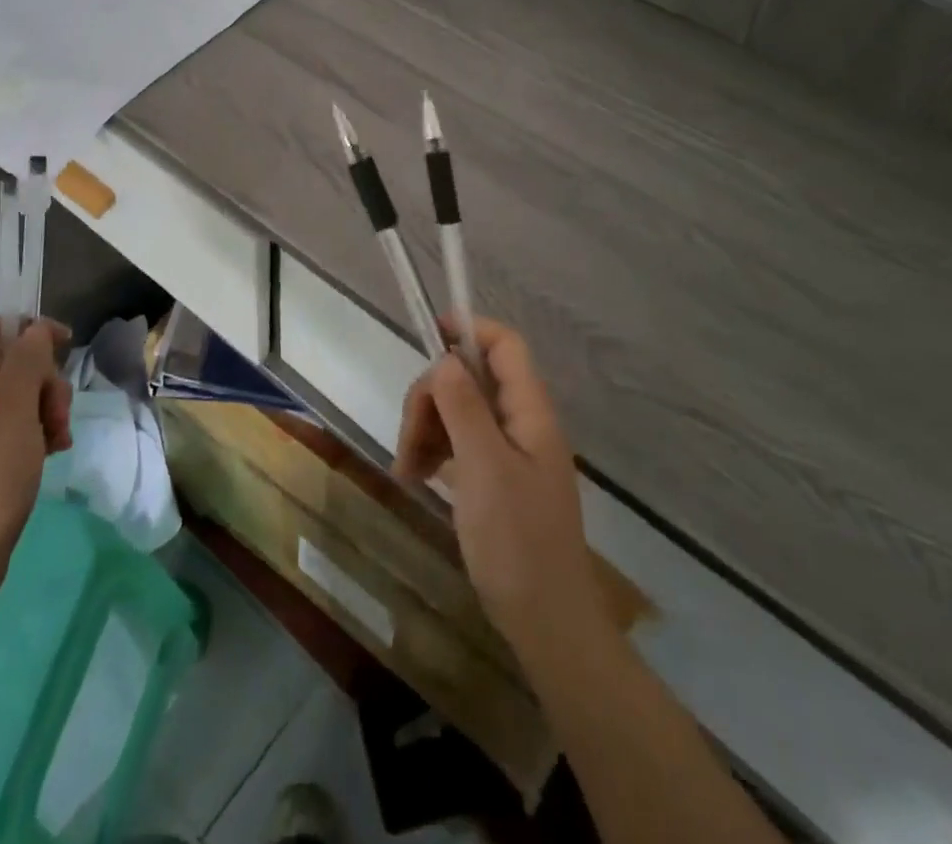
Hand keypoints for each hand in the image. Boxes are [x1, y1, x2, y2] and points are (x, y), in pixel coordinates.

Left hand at [0, 316, 73, 598]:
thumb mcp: (14, 409)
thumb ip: (27, 360)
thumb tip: (35, 331)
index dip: (30, 329)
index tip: (65, 348)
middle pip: (10, 362)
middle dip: (45, 378)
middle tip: (58, 412)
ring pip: (17, 395)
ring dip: (46, 407)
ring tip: (58, 439)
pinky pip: (12, 426)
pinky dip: (36, 432)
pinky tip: (51, 453)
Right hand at [394, 316, 605, 664]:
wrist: (545, 622)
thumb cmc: (517, 541)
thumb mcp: (484, 467)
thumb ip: (464, 406)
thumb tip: (445, 358)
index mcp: (529, 411)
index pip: (504, 345)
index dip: (470, 329)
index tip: (428, 337)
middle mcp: (521, 422)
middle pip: (470, 378)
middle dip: (431, 397)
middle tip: (408, 437)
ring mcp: (508, 451)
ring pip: (458, 411)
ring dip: (426, 428)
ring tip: (406, 469)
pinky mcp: (495, 478)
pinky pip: (459, 444)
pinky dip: (434, 452)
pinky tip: (415, 477)